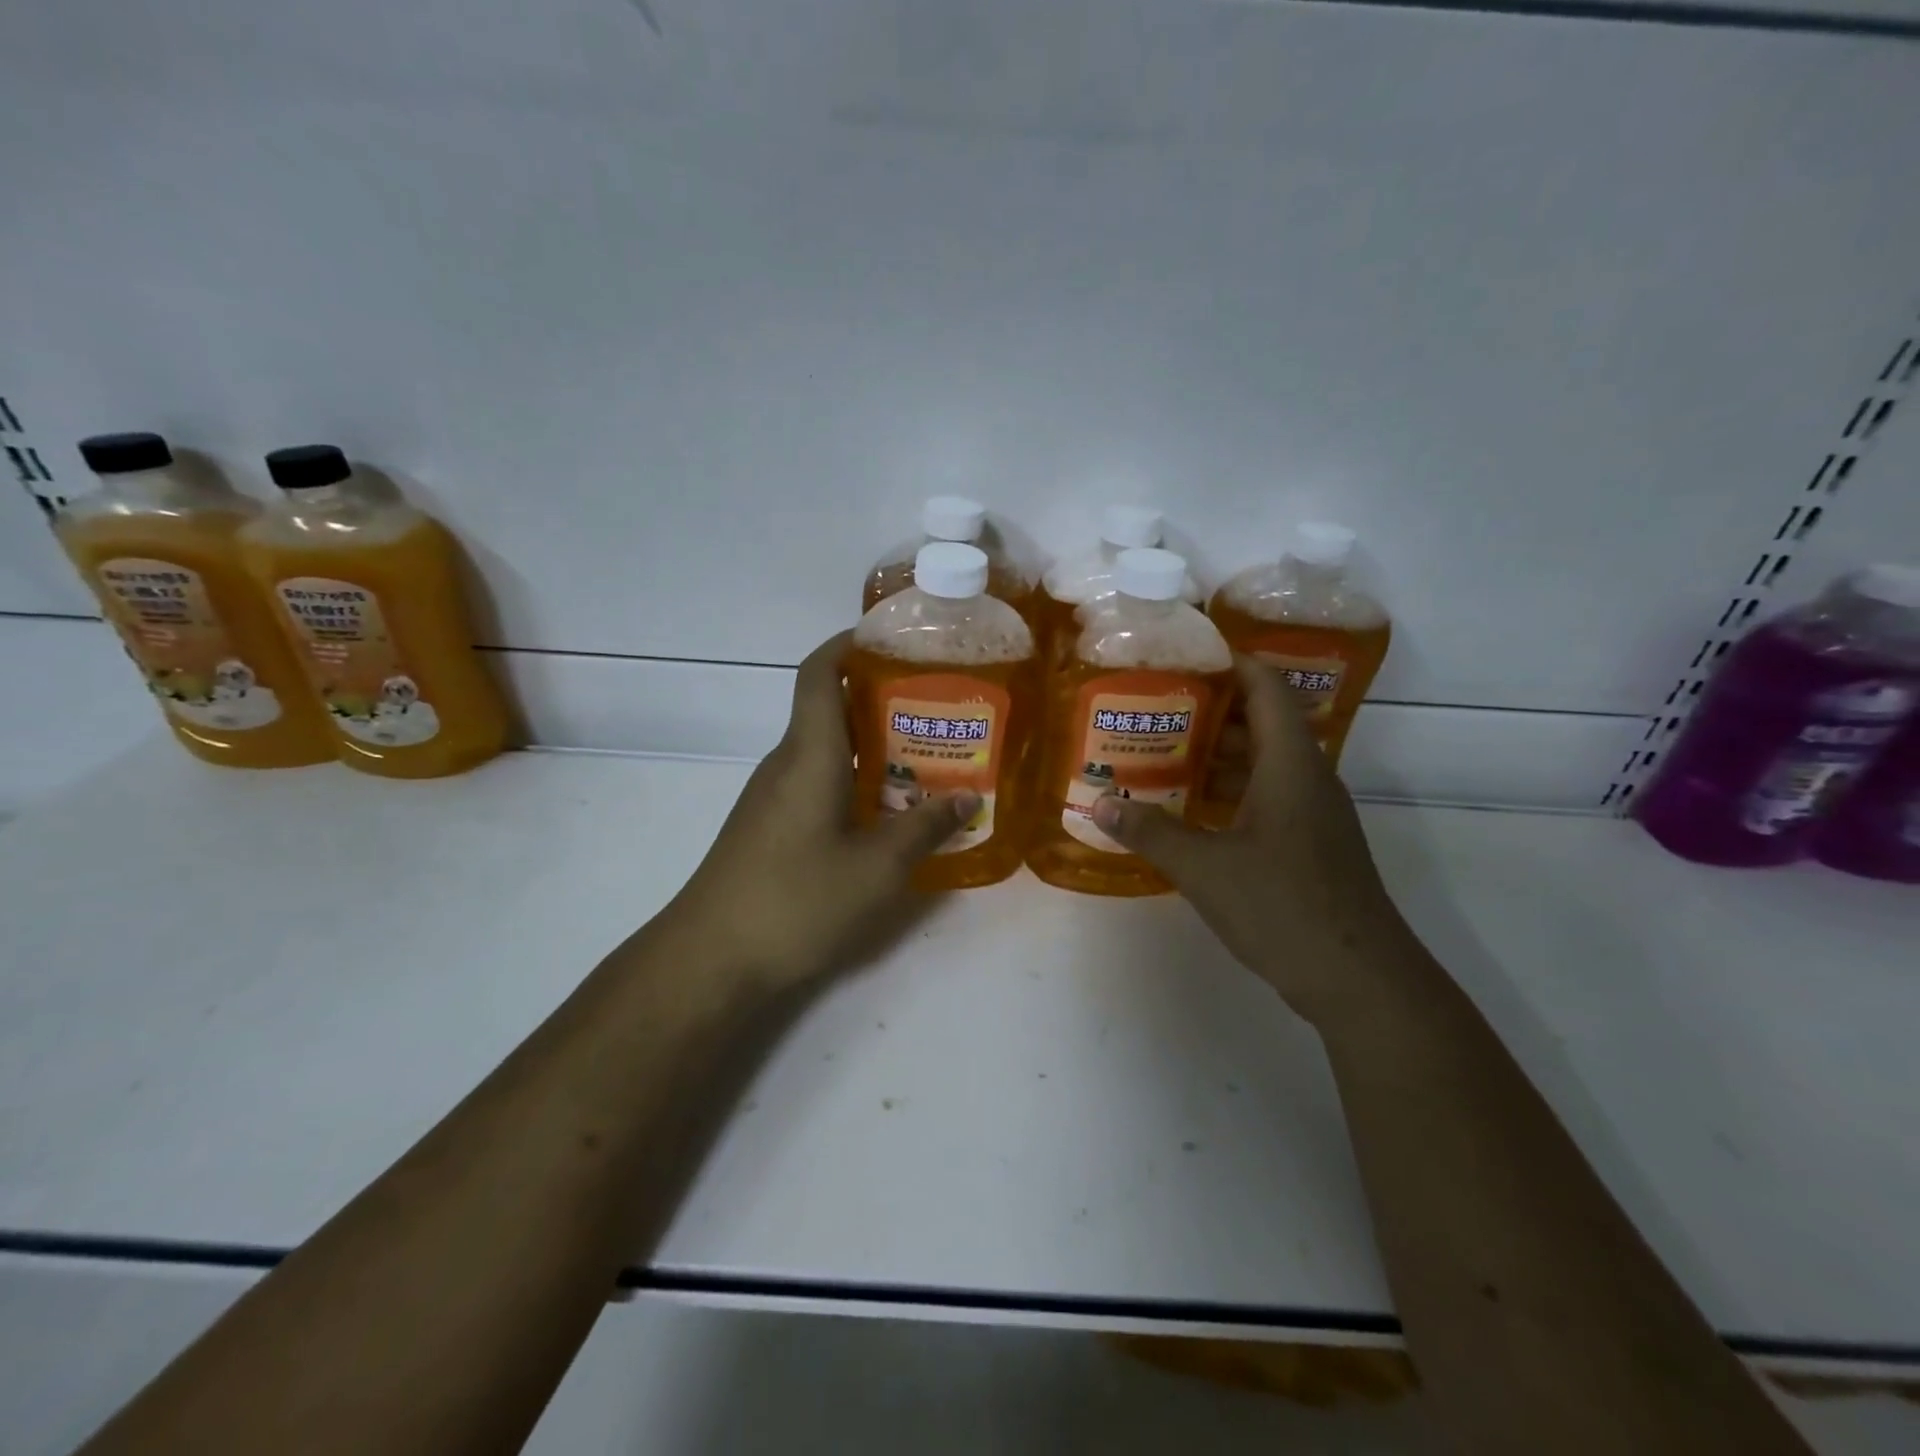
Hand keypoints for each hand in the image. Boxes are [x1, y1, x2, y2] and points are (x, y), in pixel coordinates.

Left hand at [664, 631, 979, 990]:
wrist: (710, 958)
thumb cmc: (797, 900)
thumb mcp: (877, 868)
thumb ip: (925, 829)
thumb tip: (967, 798)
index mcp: (810, 754)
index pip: (820, 673)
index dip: (850, 645)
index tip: (894, 641)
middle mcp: (787, 763)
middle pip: (831, 709)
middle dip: (883, 700)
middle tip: (940, 709)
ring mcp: (773, 796)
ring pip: (827, 750)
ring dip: (874, 747)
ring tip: (929, 760)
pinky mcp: (770, 826)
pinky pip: (818, 783)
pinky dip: (856, 781)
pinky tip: (889, 813)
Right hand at [1090, 656, 1412, 1023]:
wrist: (1358, 978)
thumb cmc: (1283, 906)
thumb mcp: (1204, 867)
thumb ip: (1151, 832)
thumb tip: (1099, 804)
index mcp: (1290, 764)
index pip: (1266, 688)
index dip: (1231, 662)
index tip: (1185, 655)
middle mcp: (1308, 778)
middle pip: (1261, 722)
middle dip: (1209, 711)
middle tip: (1153, 707)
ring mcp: (1314, 813)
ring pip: (1263, 763)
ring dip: (1216, 755)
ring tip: (1161, 752)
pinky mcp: (1311, 844)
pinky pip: (1267, 796)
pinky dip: (1229, 791)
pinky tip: (1190, 809)